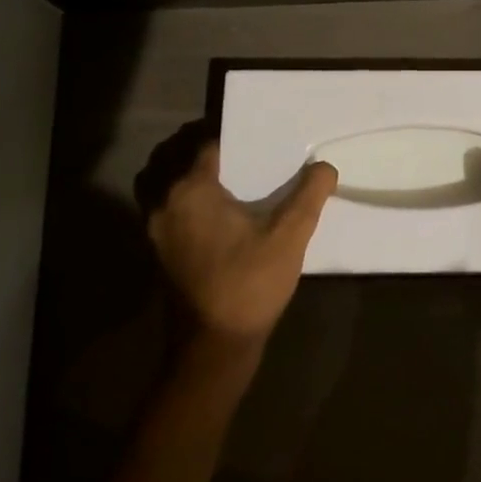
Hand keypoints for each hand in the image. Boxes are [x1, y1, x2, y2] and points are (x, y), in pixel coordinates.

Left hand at [144, 135, 338, 349]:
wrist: (214, 348)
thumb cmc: (249, 284)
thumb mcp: (289, 237)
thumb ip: (309, 195)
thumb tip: (325, 167)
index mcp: (191, 190)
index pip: (206, 144)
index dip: (232, 137)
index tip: (257, 134)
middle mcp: (164, 203)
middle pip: (173, 156)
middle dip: (200, 146)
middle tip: (239, 149)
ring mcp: (155, 229)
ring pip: (160, 182)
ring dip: (181, 171)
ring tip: (219, 174)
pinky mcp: (157, 251)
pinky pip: (162, 206)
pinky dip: (178, 196)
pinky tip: (211, 209)